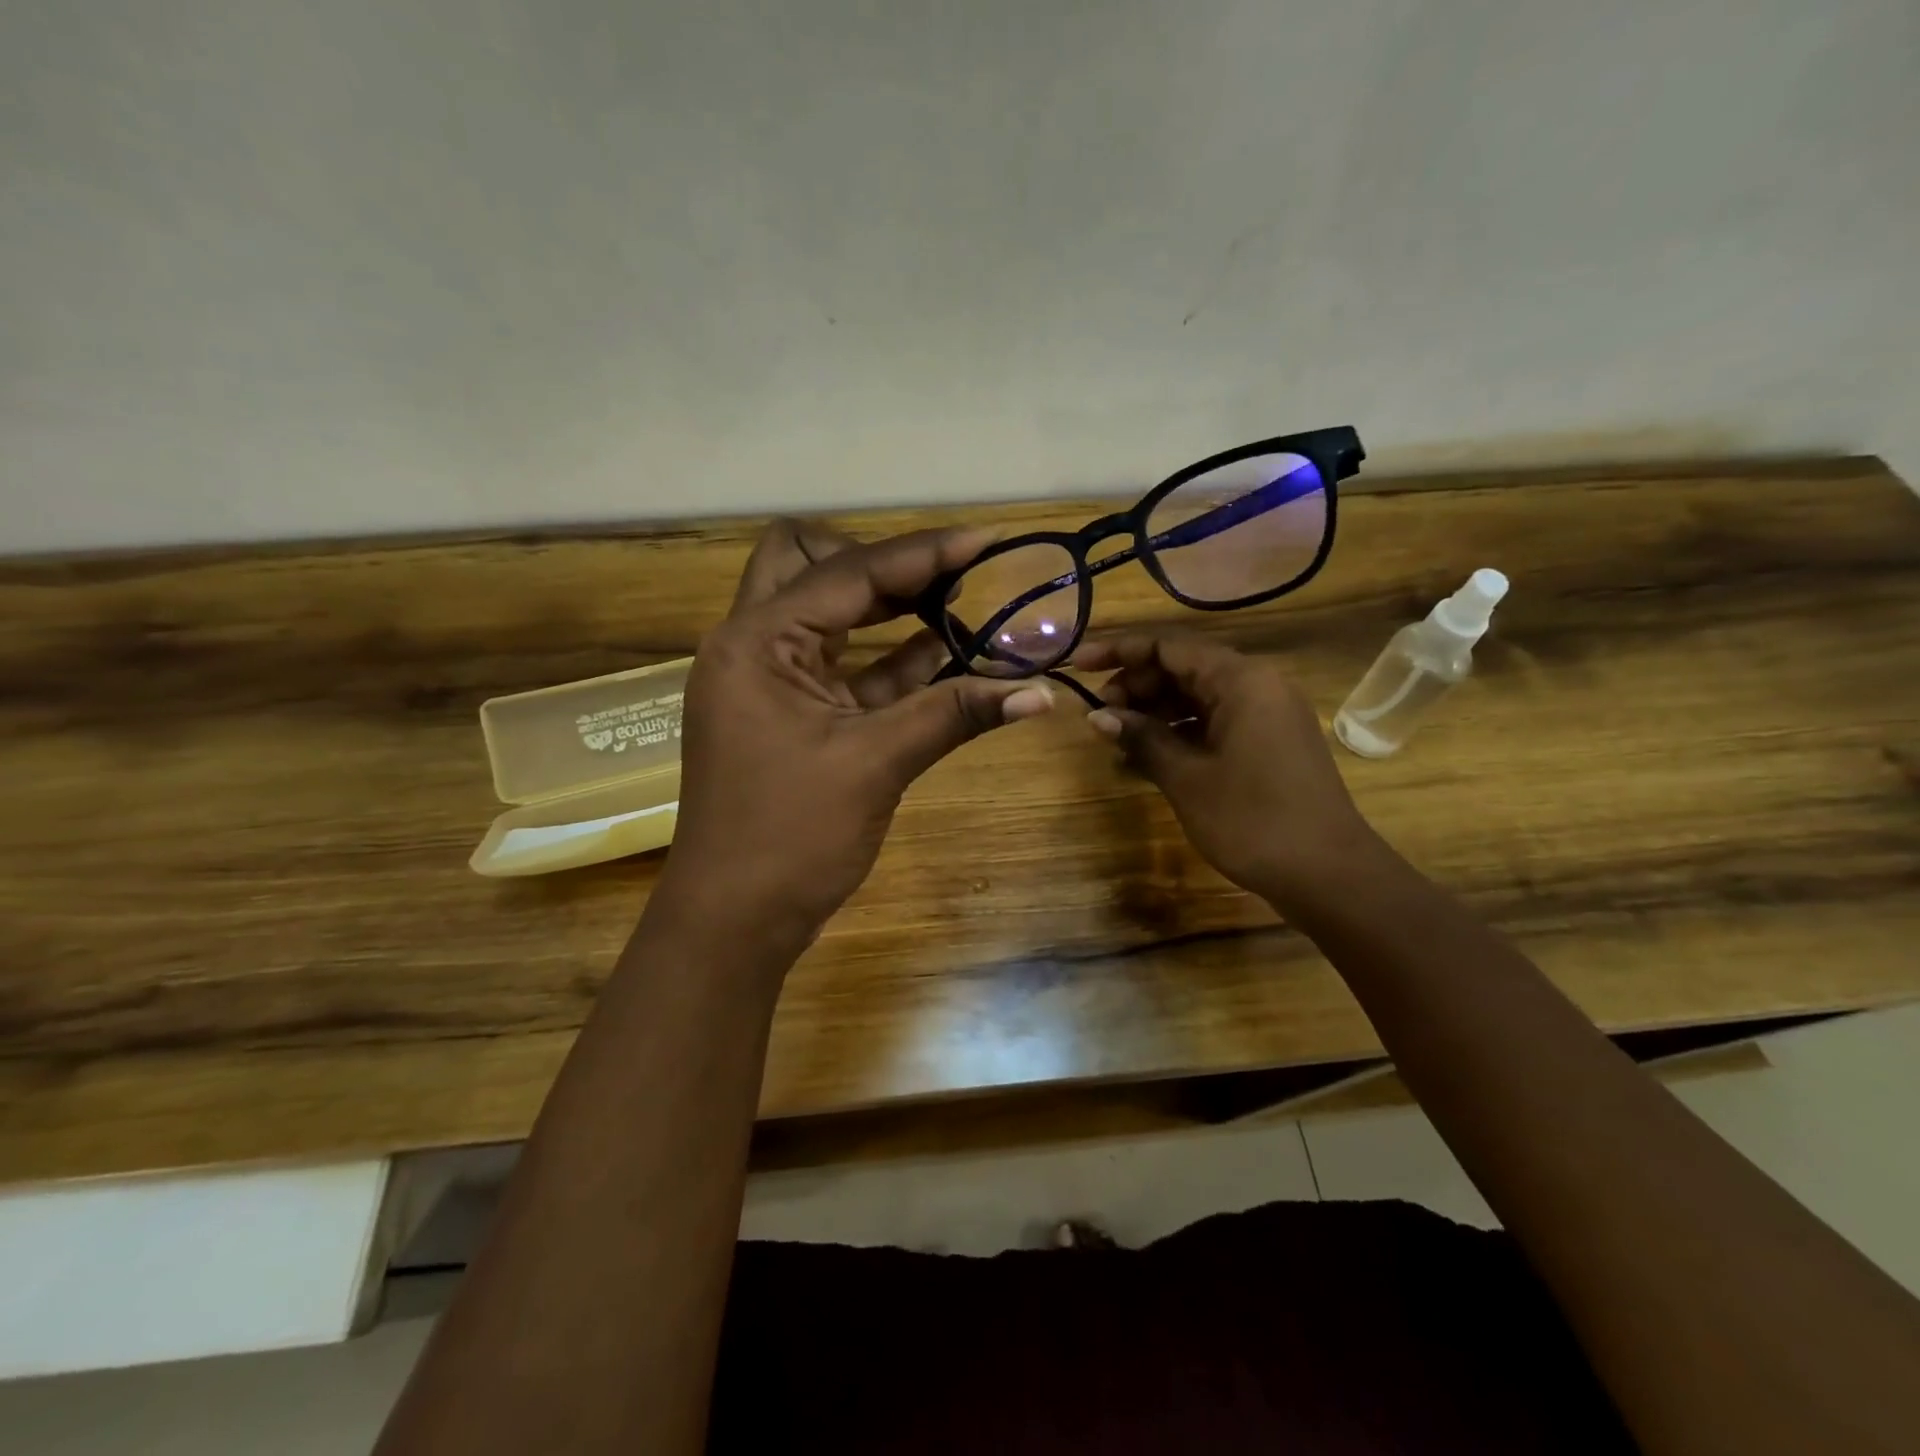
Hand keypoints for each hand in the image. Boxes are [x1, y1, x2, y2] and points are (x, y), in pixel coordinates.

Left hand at [662, 519, 1056, 944]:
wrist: (735, 920)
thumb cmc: (790, 837)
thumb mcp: (876, 764)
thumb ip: (956, 715)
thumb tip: (1042, 694)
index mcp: (755, 641)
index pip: (848, 574)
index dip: (922, 555)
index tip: (986, 540)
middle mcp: (753, 646)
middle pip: (813, 567)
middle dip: (883, 564)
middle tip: (951, 577)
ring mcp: (769, 682)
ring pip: (829, 615)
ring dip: (891, 608)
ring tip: (961, 604)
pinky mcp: (790, 715)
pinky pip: (844, 667)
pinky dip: (890, 657)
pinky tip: (945, 657)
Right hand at [1071, 633, 1389, 912]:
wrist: (1329, 875)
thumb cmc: (1253, 820)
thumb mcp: (1187, 778)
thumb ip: (1142, 738)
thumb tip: (1097, 716)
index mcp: (1241, 680)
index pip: (1169, 647)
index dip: (1119, 652)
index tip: (1078, 666)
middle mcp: (1257, 686)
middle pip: (1183, 668)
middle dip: (1136, 685)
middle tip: (1098, 715)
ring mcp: (1266, 715)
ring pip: (1198, 696)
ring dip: (1155, 711)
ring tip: (1116, 737)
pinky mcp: (1268, 743)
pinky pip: (1215, 722)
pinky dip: (1180, 733)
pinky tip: (1147, 757)